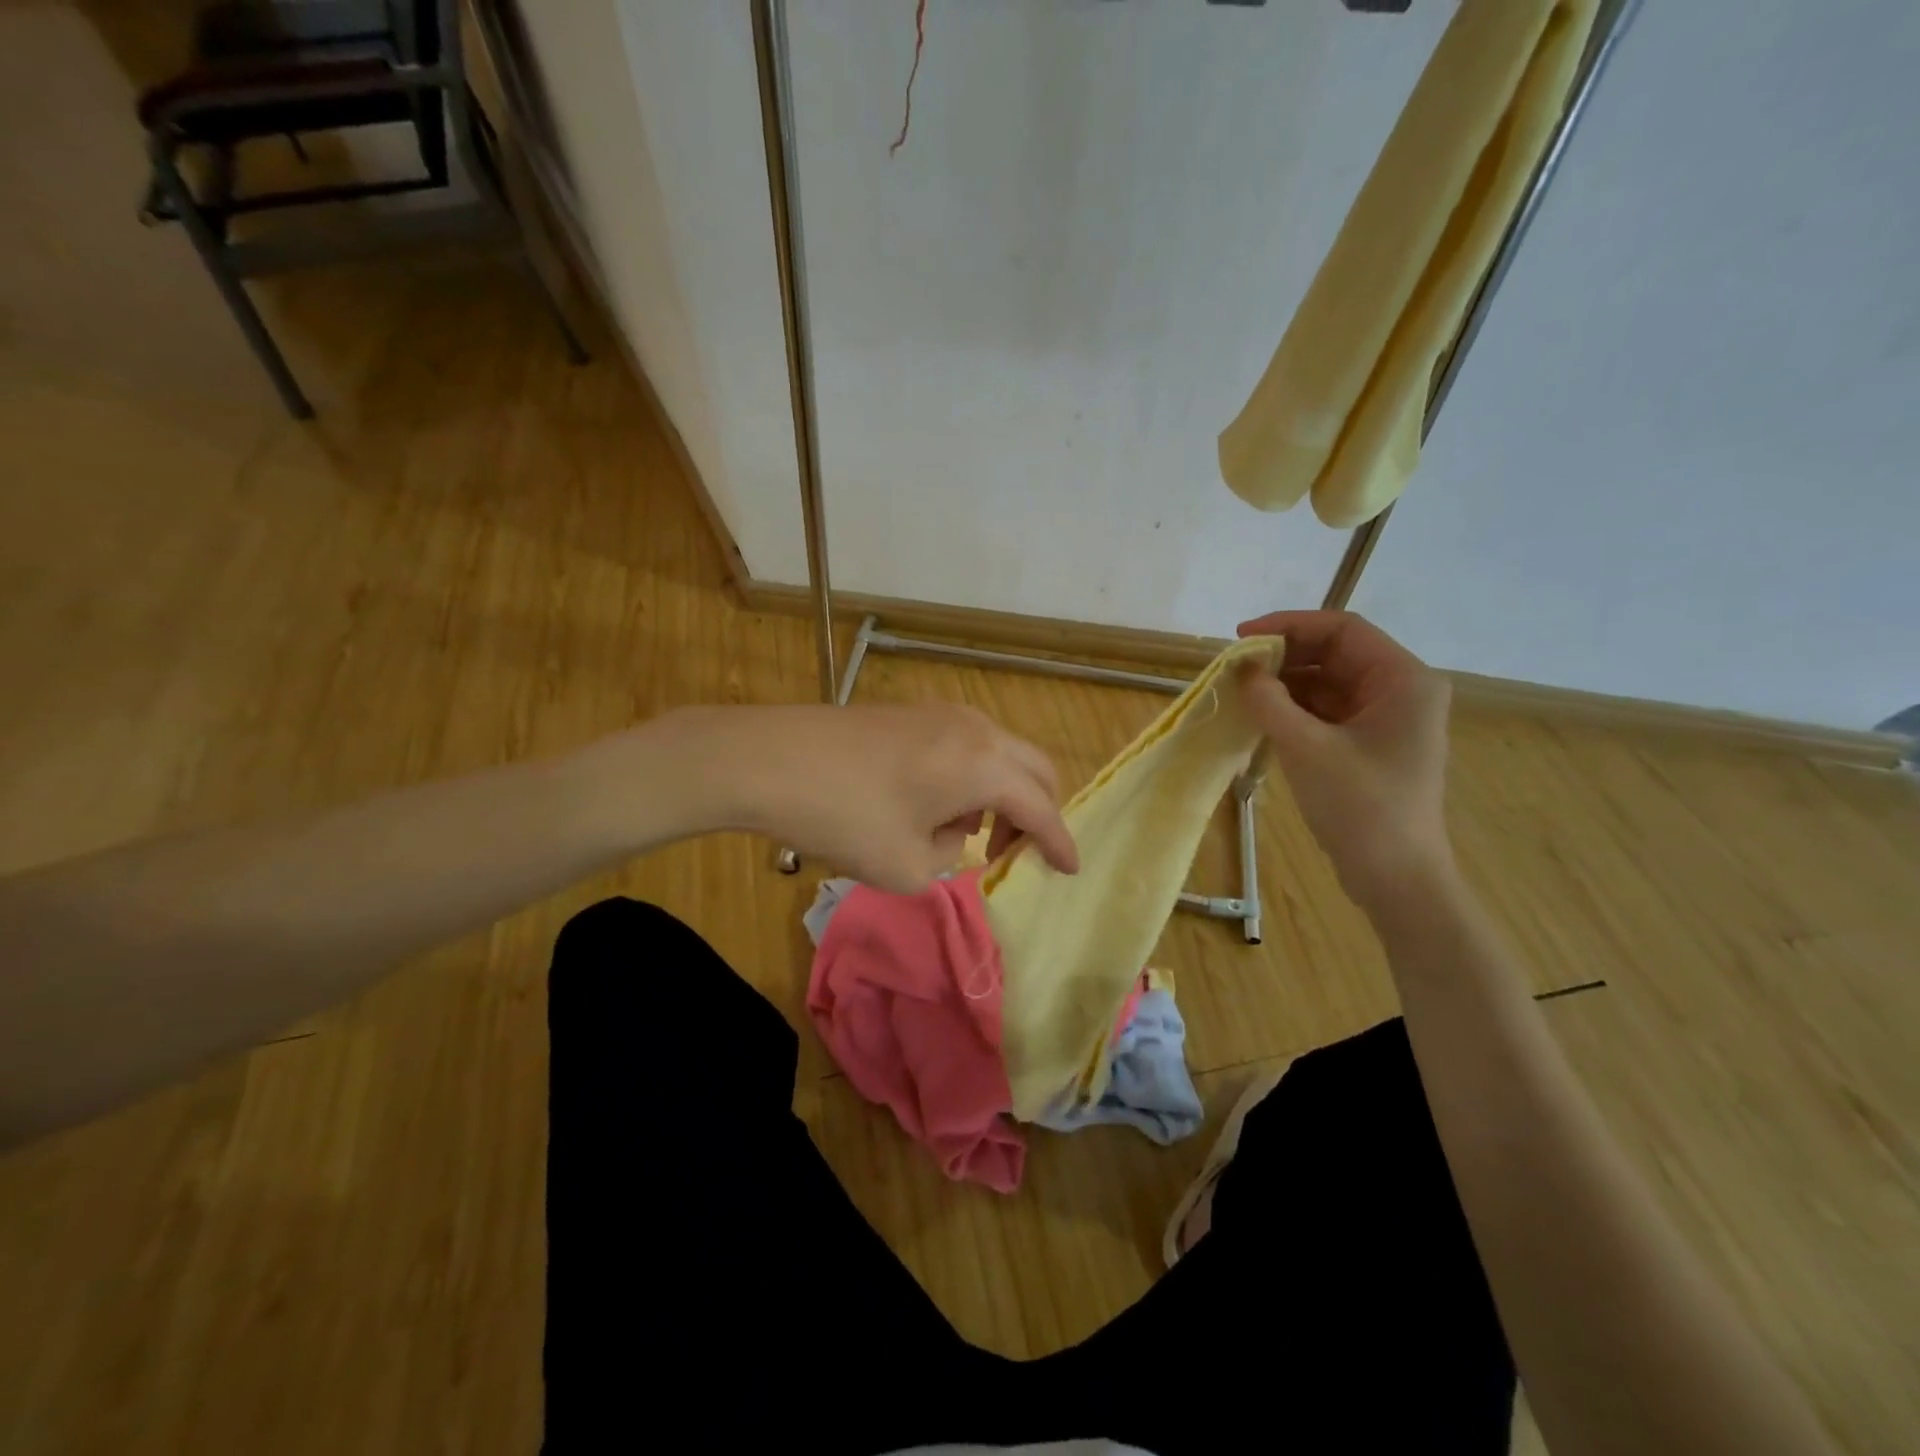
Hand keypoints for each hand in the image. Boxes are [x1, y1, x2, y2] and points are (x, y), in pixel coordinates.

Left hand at [664, 702, 1078, 894]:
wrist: (768, 759)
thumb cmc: (844, 817)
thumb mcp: (905, 865)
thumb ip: (948, 859)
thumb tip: (953, 833)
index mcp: (984, 765)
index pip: (1041, 807)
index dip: (1058, 843)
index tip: (1069, 870)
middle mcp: (975, 728)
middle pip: (1033, 768)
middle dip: (1036, 812)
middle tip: (1015, 852)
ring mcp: (941, 712)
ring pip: (997, 753)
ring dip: (999, 792)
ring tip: (964, 832)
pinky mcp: (911, 711)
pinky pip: (964, 744)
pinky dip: (969, 775)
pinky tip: (931, 803)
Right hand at [1235, 610, 1452, 911]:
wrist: (1396, 878)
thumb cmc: (1360, 806)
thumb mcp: (1306, 748)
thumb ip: (1271, 701)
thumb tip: (1243, 670)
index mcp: (1403, 679)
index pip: (1342, 629)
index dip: (1288, 625)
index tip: (1241, 638)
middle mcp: (1401, 690)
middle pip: (1335, 654)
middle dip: (1284, 657)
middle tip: (1236, 668)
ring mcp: (1387, 719)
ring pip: (1328, 683)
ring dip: (1286, 685)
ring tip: (1242, 692)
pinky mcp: (1371, 744)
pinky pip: (1328, 712)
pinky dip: (1295, 710)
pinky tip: (1262, 717)